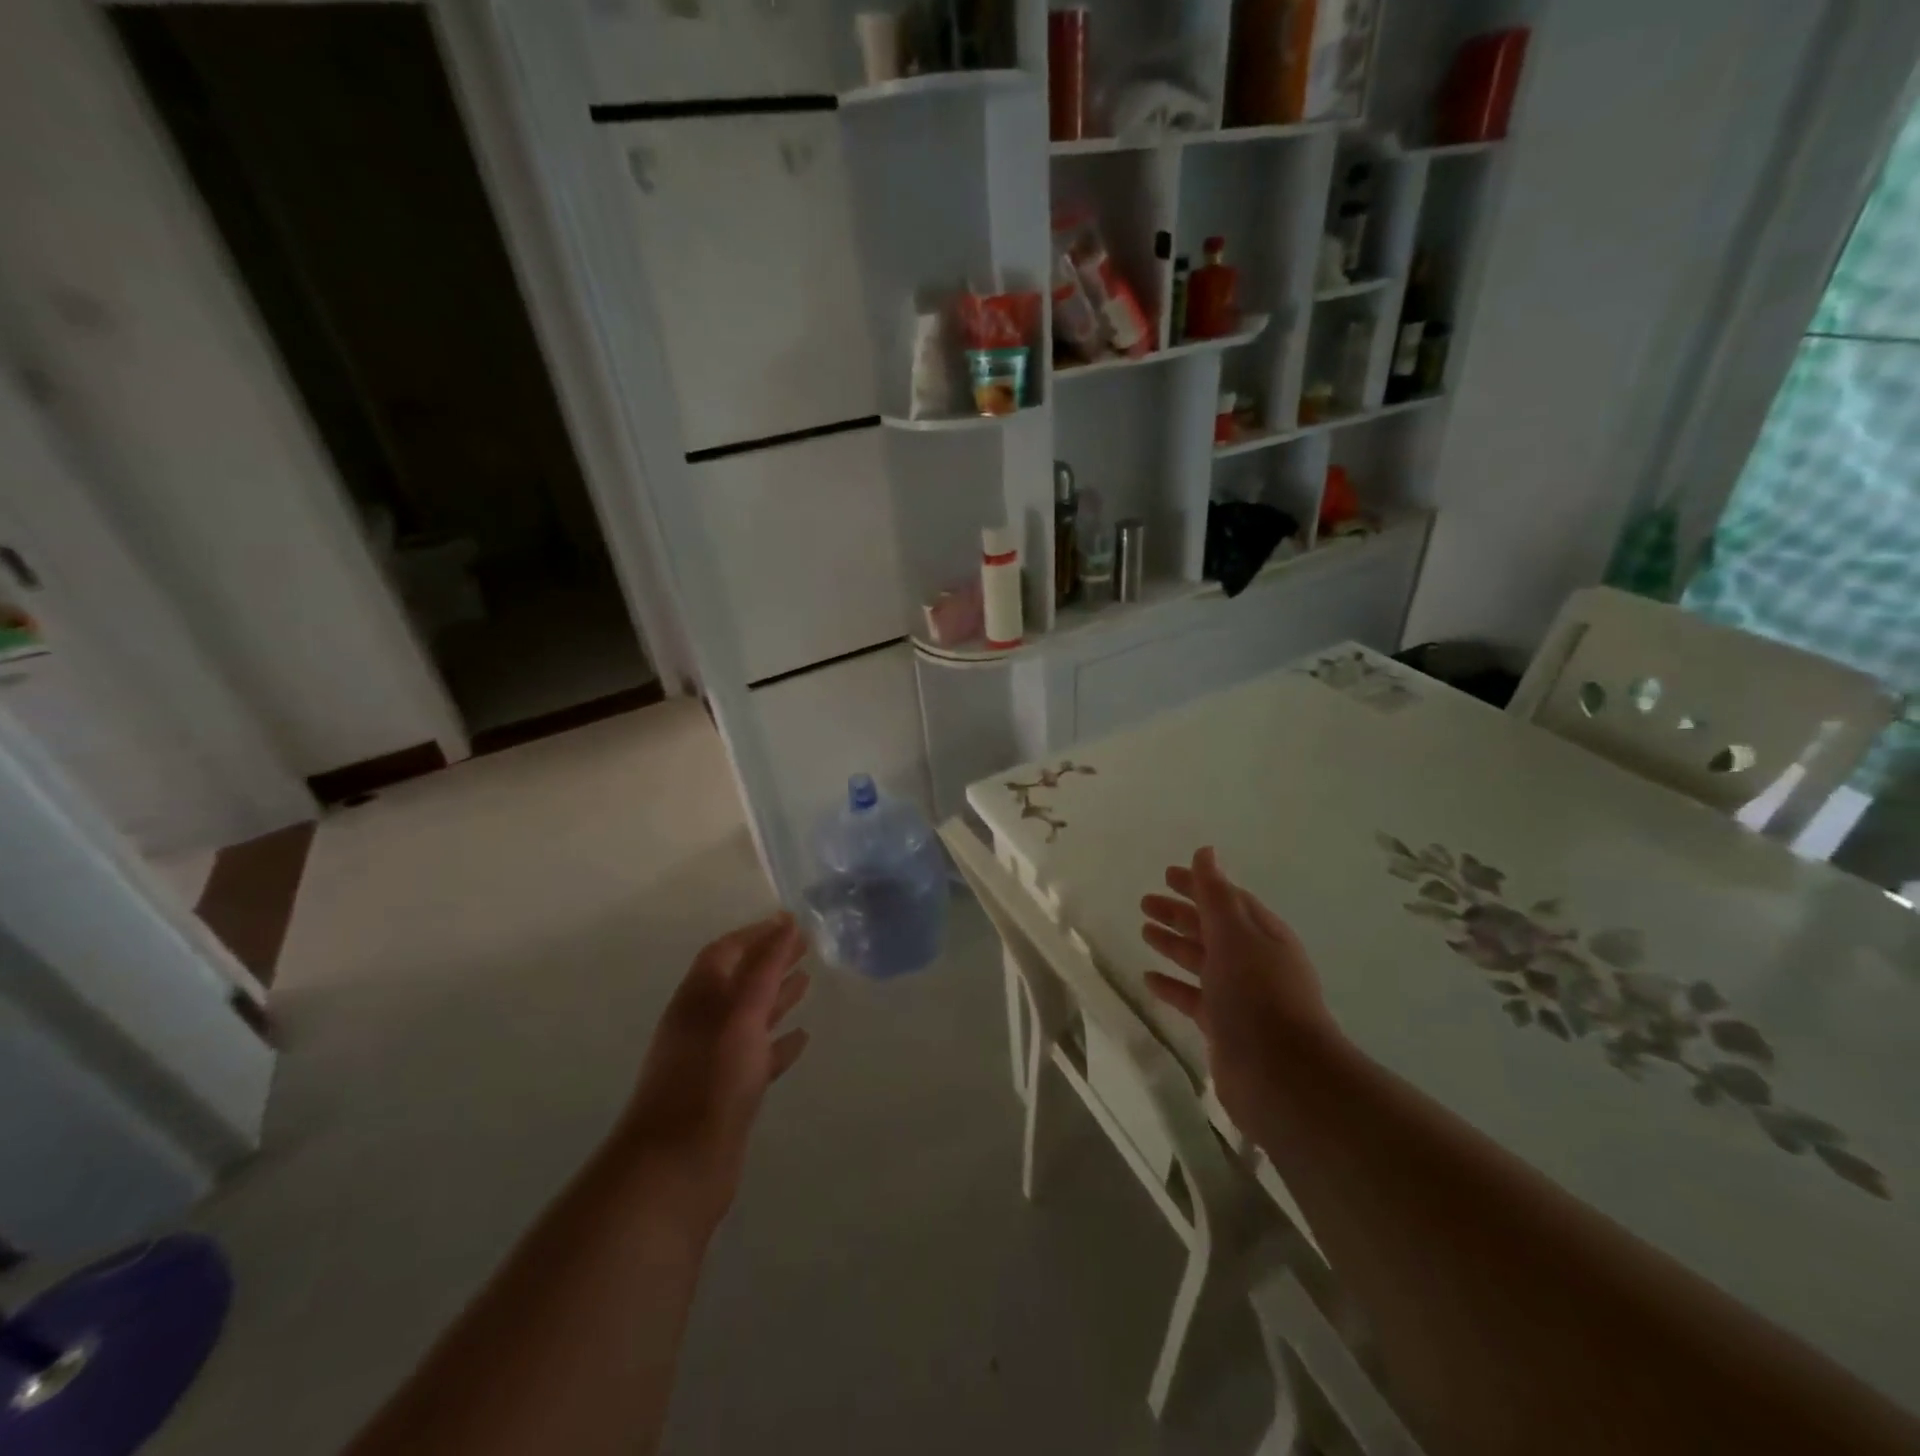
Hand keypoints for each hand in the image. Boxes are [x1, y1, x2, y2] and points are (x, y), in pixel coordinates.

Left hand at [619, 913, 811, 1235]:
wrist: (676, 1169)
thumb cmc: (710, 1080)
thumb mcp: (741, 1016)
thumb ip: (765, 969)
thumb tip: (785, 922)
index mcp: (698, 999)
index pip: (726, 951)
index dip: (756, 934)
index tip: (790, 921)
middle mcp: (703, 1023)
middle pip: (740, 980)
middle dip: (771, 960)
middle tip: (807, 945)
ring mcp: (714, 1060)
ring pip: (750, 1017)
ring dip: (777, 997)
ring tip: (808, 981)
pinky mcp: (728, 1093)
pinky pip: (758, 1055)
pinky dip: (779, 1042)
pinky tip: (802, 1038)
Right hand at [1141, 847, 1338, 1131]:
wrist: (1282, 1076)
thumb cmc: (1259, 994)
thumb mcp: (1235, 934)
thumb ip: (1215, 894)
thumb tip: (1205, 852)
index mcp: (1262, 935)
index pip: (1226, 900)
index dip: (1198, 885)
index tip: (1167, 874)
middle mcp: (1253, 962)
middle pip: (1211, 929)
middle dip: (1180, 913)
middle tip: (1145, 902)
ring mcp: (1240, 996)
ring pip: (1201, 961)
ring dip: (1174, 945)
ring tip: (1144, 931)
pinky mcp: (1225, 1027)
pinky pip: (1193, 998)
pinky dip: (1173, 986)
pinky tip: (1149, 979)